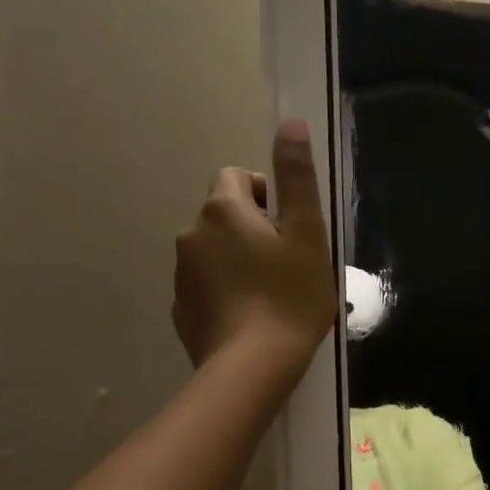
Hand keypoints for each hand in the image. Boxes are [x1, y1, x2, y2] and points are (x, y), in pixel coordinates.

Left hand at [172, 120, 336, 377]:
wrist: (253, 366)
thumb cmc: (290, 296)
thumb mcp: (307, 235)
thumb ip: (297, 178)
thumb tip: (291, 123)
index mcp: (223, 210)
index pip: (238, 177)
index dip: (268, 196)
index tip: (291, 229)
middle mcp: (192, 233)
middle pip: (225, 215)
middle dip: (254, 230)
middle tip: (288, 264)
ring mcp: (181, 274)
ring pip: (215, 251)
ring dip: (239, 260)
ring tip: (272, 294)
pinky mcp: (181, 309)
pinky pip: (206, 285)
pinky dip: (226, 291)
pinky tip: (251, 317)